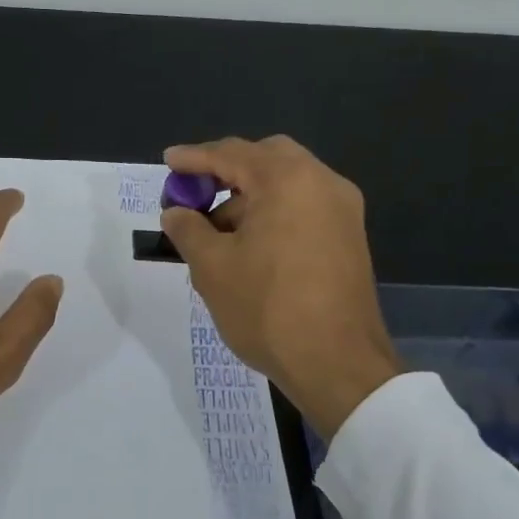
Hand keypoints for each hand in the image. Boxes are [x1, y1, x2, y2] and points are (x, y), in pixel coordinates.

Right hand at [161, 136, 401, 437]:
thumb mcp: (212, 267)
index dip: (195, 158)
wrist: (338, 364)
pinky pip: (304, 206)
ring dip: (250, 196)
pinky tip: (250, 246)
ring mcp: (343, 210)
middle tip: (197, 193)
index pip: (232, 154)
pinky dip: (274, 212)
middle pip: (267, 159)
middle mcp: (322, 183)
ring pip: (288, 183)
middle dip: (228, 171)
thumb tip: (176, 213)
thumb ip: (188, 229)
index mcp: (288, 180)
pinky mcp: (349, 237)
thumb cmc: (267, 308)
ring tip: (217, 233)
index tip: (169, 161)